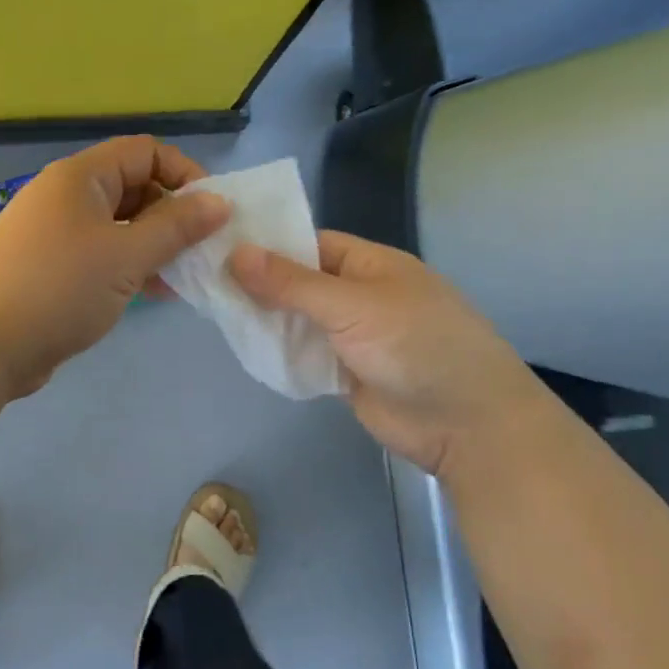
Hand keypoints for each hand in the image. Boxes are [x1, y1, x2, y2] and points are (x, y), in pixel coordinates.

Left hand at [0, 136, 228, 397]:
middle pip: (134, 187)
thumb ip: (176, 227)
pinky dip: (129, 266)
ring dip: (154, 245)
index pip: (145, 152)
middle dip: (172, 215)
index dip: (183, 174)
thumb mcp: (126, 256)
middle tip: (201, 250)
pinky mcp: (51, 266)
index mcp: (81, 178)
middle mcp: (66, 196)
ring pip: (120, 225)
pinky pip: (101, 253)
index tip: (212, 212)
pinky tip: (155, 293)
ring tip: (184, 277)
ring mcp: (56, 232)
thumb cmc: (59, 289)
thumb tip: (219, 201)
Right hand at [230, 231, 544, 476]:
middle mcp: (358, 295)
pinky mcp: (345, 373)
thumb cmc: (416, 347)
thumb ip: (292, 284)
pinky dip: (279, 353)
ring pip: (298, 320)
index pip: (308, 243)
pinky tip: (243, 347)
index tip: (217, 246)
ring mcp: (352, 336)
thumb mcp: (352, 306)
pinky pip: (304, 355)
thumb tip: (236, 253)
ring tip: (212, 311)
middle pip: (299, 282)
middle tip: (202, 280)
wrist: (466, 425)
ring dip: (265, 320)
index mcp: (369, 264)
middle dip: (258, 283)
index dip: (266, 244)